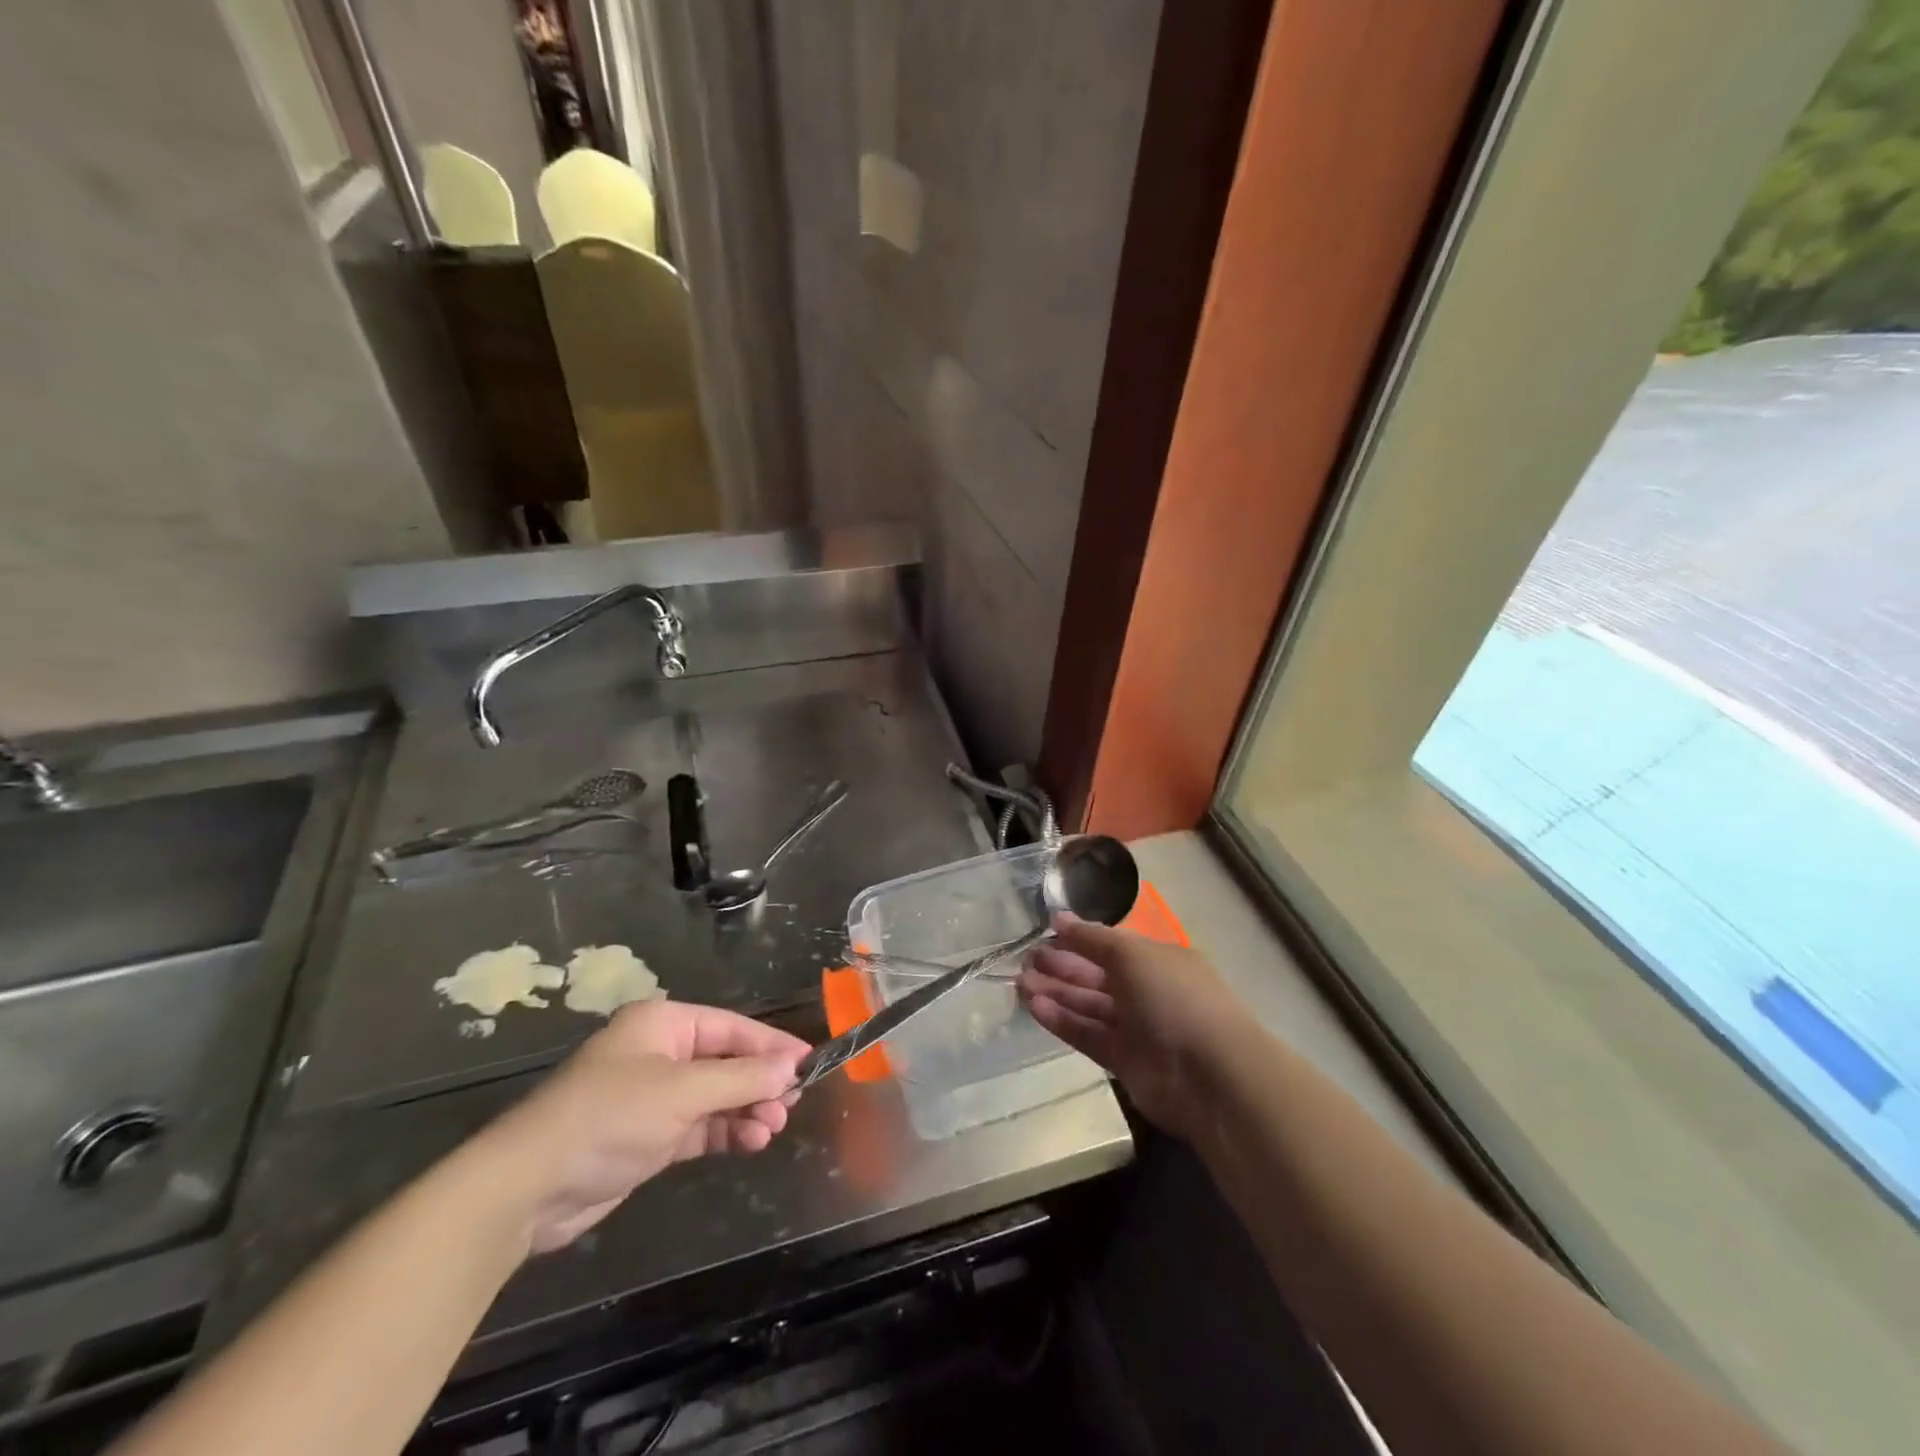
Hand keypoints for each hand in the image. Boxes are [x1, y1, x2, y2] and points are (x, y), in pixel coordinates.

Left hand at [472, 1001, 807, 1252]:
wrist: (528, 1187)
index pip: (732, 1028)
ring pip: (717, 1096)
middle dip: (760, 1083)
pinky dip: (726, 1132)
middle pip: (727, 1062)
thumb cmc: (609, 1117)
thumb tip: (792, 1066)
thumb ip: (742, 1079)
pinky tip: (751, 1142)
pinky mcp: (649, 1136)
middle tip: (791, 1105)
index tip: (810, 1063)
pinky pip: (701, 1126)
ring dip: (746, 1110)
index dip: (772, 1045)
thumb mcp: (682, 1092)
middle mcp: (661, 1053)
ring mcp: (654, 1096)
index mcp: (664, 1024)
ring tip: (772, 1129)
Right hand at [1017, 917, 1243, 1140]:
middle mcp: (1148, 991)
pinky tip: (1034, 1007)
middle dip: (1062, 966)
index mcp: (1158, 960)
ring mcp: (1137, 1028)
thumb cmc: (1174, 998)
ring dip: (1056, 993)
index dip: (1080, 939)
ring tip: (1019, 983)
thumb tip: (1059, 918)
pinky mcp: (1124, 1061)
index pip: (1112, 945)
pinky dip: (1063, 1021)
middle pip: (1097, 975)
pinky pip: (1088, 1035)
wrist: (1210, 1075)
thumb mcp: (1132, 954)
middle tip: (1026, 959)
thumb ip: (1092, 938)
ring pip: (1089, 1006)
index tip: (1045, 931)